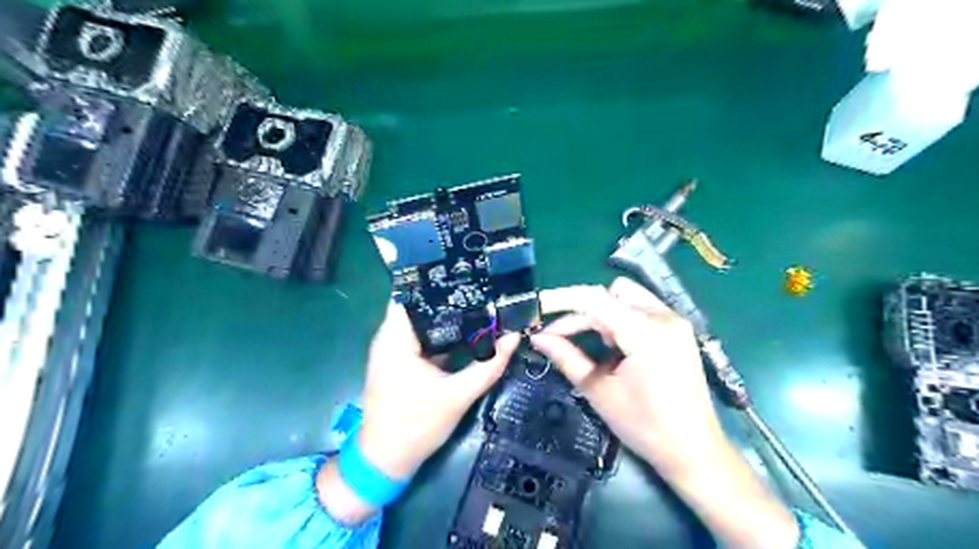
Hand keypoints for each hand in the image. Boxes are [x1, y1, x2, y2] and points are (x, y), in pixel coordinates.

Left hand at [320, 303, 518, 525]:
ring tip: (479, 302)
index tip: (468, 274)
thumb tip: (514, 338)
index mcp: (396, 339)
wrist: (385, 461)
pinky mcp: (399, 361)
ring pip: (422, 321)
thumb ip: (489, 366)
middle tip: (482, 287)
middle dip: (449, 296)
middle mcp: (389, 338)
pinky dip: (442, 333)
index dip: (438, 281)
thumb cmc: (416, 427)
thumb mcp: (458, 396)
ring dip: (447, 315)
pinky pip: (422, 337)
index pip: (411, 293)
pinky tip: (467, 330)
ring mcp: (393, 350)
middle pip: (419, 304)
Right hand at [532, 277, 721, 473]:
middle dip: (583, 311)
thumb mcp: (599, 391)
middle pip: (612, 293)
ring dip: (603, 314)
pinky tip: (616, 348)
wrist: (695, 450)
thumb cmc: (645, 426)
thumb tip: (538, 338)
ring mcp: (675, 321)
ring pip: (627, 297)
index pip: (595, 299)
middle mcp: (664, 316)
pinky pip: (641, 309)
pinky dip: (621, 320)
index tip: (539, 308)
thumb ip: (567, 358)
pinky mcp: (679, 330)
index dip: (562, 300)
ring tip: (595, 346)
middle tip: (561, 337)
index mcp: (645, 333)